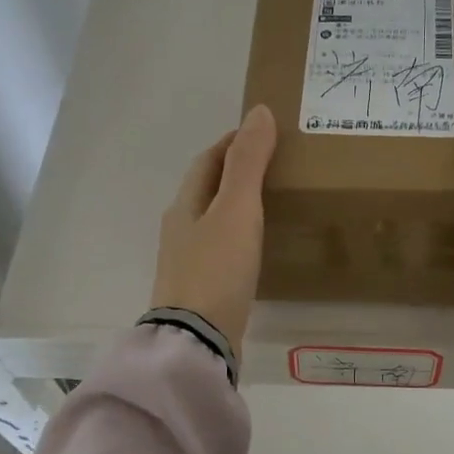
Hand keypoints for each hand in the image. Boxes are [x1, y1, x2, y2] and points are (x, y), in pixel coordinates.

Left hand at [151, 105, 277, 355]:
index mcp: (184, 206)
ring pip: (213, 222)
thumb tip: (259, 112)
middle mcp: (180, 230)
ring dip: (236, 207)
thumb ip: (248, 162)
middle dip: (234, 173)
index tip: (262, 133)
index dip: (232, 142)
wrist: (197, 340)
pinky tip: (257, 249)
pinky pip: (221, 251)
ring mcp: (187, 263)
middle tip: (274, 166)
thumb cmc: (216, 269)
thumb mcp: (235, 209)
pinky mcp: (200, 290)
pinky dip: (238, 238)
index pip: (207, 162)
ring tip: (270, 203)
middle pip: (206, 190)